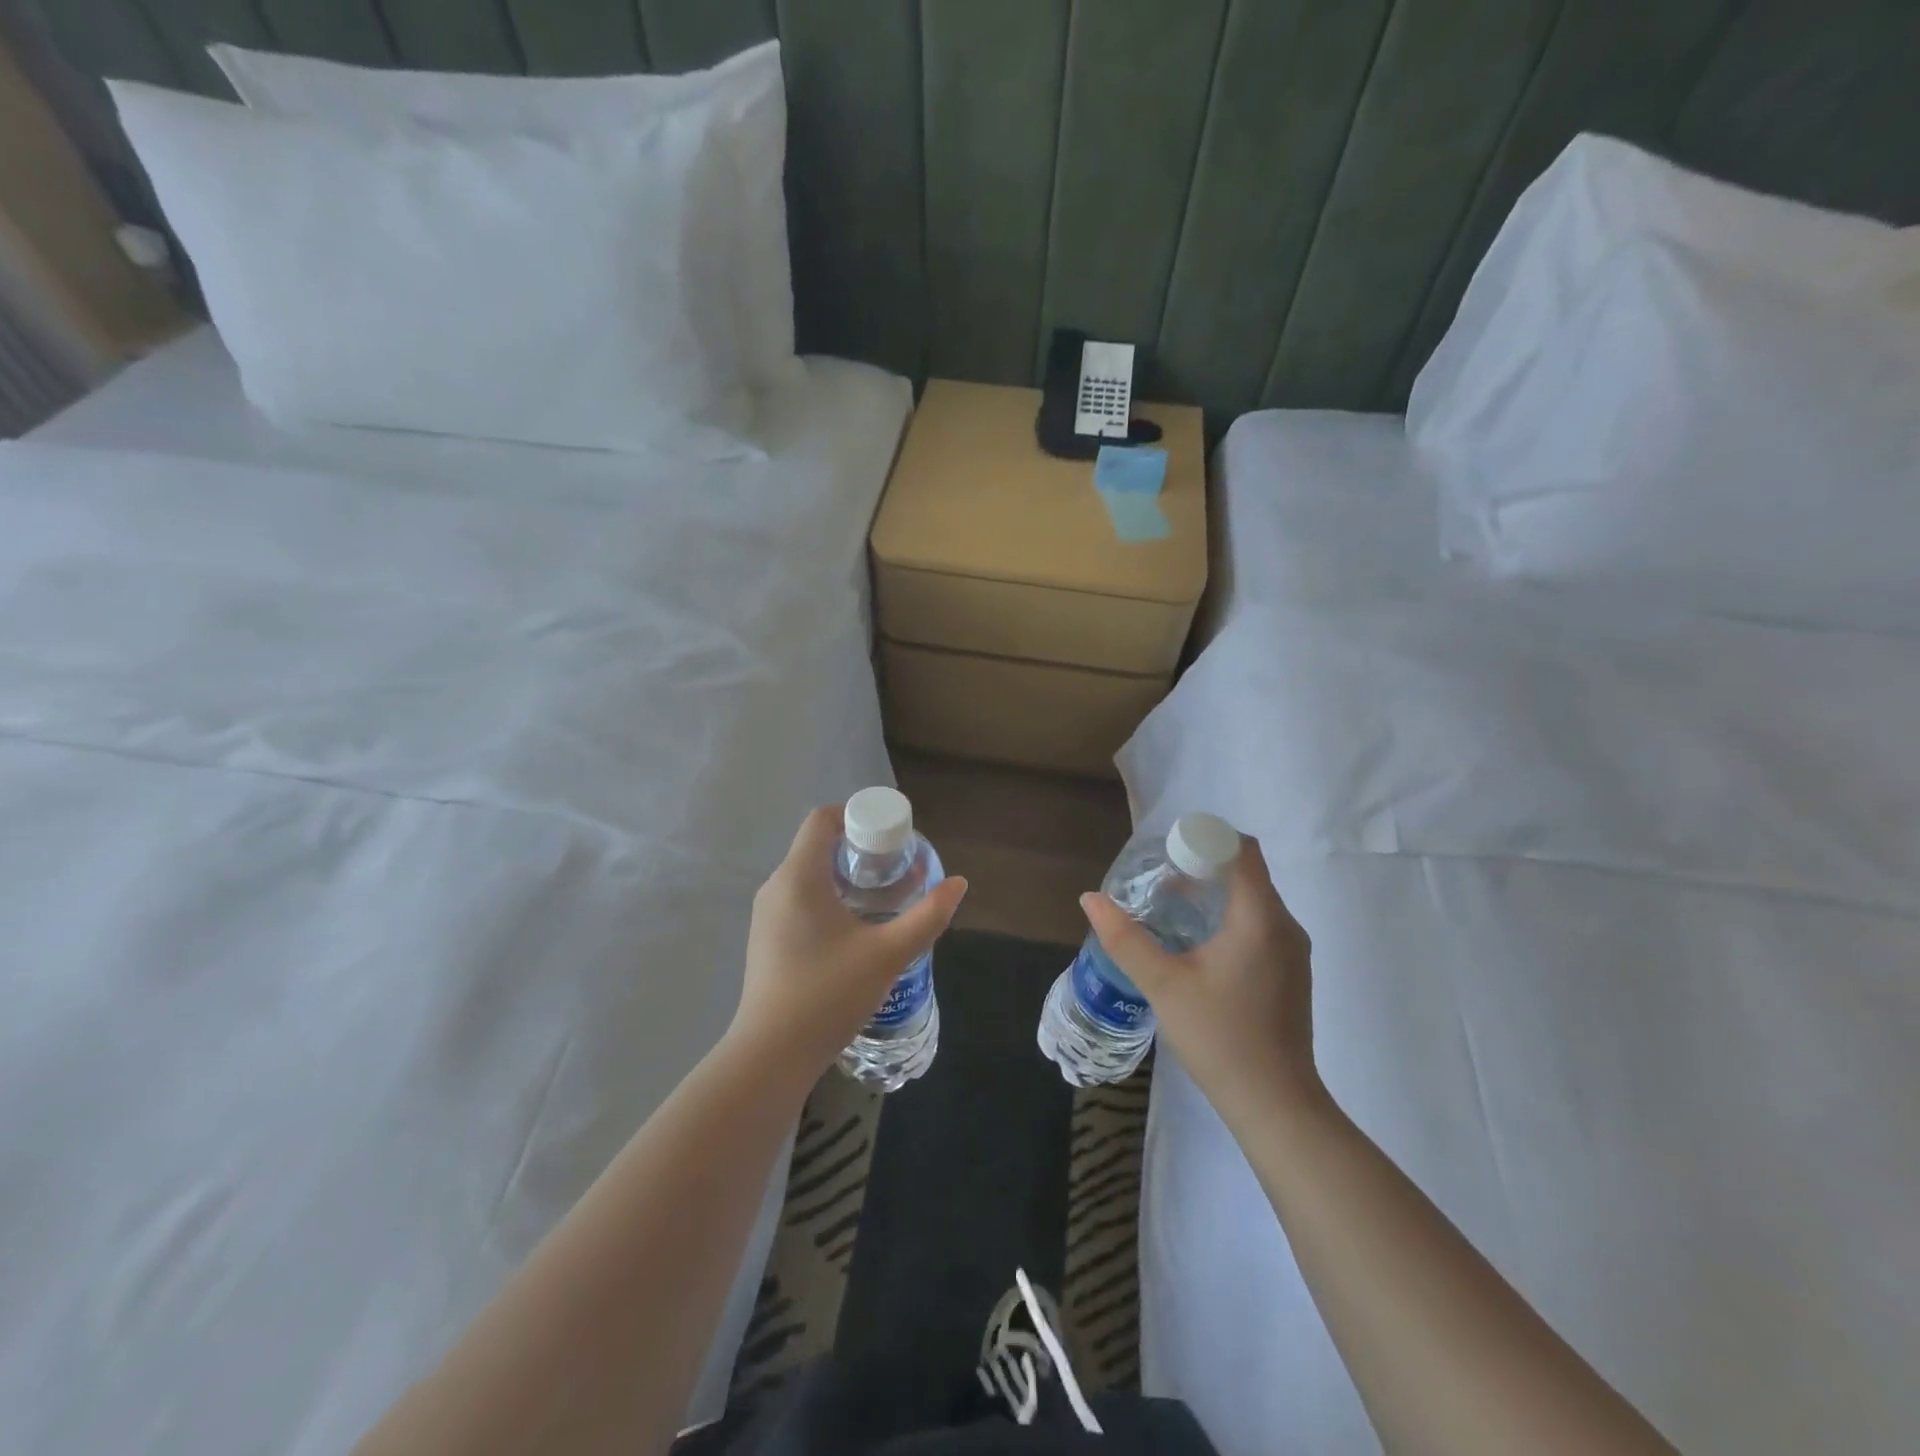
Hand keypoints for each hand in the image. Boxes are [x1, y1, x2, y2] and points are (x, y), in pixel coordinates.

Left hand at [731, 806, 967, 1080]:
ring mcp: (767, 914)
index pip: (823, 819)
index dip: (858, 815)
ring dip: (845, 875)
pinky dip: (828, 897)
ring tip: (883, 897)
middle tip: (896, 867)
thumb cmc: (828, 995)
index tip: (891, 836)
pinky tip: (855, 928)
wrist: (771, 1056)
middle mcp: (776, 886)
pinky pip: (799, 899)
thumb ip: (927, 916)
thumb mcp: (888, 954)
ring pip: (808, 874)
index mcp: (799, 876)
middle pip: (817, 845)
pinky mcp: (766, 939)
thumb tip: (959, 883)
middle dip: (859, 848)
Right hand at [1079, 837, 1320, 1122]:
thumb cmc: (1219, 1037)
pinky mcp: (1291, 973)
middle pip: (1246, 871)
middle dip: (1203, 865)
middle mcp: (1285, 925)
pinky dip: (1229, 917)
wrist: (1275, 1105)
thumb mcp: (1162, 984)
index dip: (1204, 839)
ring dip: (1214, 893)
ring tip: (1171, 908)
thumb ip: (1124, 937)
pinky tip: (1198, 944)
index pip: (1241, 849)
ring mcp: (1292, 951)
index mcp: (1260, 917)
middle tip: (1159, 880)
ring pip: (1253, 899)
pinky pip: (1260, 924)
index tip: (1167, 852)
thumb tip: (1090, 898)